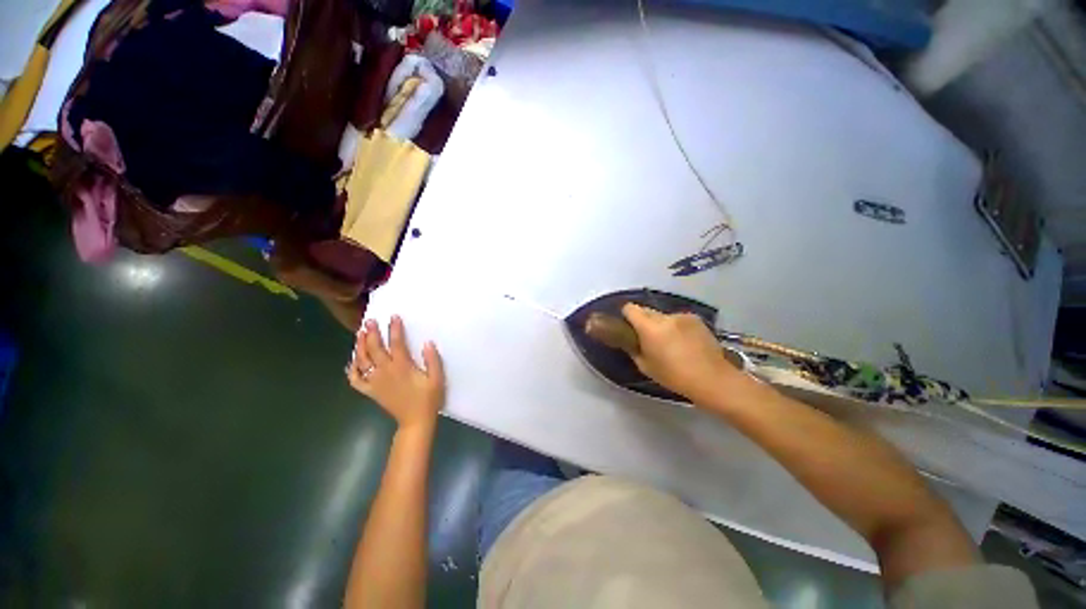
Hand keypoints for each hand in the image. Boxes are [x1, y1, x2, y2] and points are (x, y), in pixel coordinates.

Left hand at [347, 315, 444, 429]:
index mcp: (402, 367)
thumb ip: (433, 361)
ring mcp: (375, 381)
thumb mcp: (437, 381)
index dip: (394, 328)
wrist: (415, 422)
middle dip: (371, 332)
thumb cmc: (427, 401)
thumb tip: (427, 343)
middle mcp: (385, 371)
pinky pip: (356, 380)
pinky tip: (353, 361)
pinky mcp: (370, 391)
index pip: (396, 343)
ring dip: (359, 346)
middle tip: (369, 321)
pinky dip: (352, 370)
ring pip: (362, 360)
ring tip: (360, 334)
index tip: (393, 317)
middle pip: (374, 348)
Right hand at [622, 303, 743, 402]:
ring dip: (665, 326)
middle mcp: (666, 317)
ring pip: (666, 317)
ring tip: (673, 346)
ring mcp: (683, 316)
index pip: (631, 309)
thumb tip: (632, 341)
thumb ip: (635, 350)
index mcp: (650, 328)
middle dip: (645, 322)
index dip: (627, 316)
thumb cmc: (674, 377)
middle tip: (650, 341)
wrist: (710, 377)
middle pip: (648, 311)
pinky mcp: (697, 319)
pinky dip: (679, 329)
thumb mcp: (647, 368)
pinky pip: (681, 321)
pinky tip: (687, 345)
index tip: (629, 328)